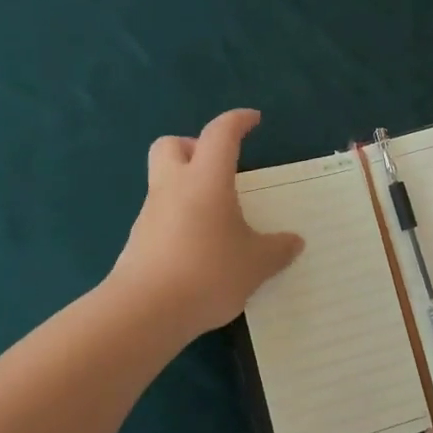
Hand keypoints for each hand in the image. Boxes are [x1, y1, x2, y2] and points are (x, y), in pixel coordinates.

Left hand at [111, 108, 304, 338]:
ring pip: (165, 181)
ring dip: (188, 187)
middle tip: (221, 169)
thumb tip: (294, 242)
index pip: (220, 134)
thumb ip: (278, 250)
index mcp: (205, 179)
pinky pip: (161, 215)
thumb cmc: (208, 273)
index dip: (237, 121)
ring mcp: (151, 213)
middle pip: (172, 145)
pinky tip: (201, 248)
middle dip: (195, 147)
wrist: (144, 312)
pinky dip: (181, 219)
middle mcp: (173, 187)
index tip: (253, 121)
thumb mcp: (256, 264)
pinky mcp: (139, 240)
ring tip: (219, 217)